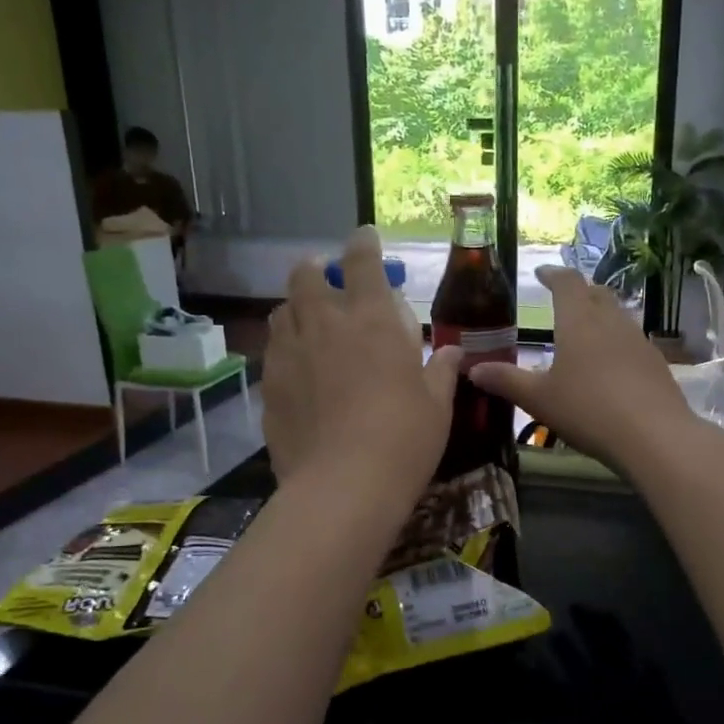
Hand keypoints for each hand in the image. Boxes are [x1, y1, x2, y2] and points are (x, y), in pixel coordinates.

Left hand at [264, 226, 460, 493]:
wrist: (343, 486)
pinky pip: (272, 351)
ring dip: (297, 307)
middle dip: (317, 268)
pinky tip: (298, 369)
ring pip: (282, 310)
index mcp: (372, 319)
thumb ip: (442, 370)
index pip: (362, 261)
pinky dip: (285, 348)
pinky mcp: (268, 384)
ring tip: (310, 323)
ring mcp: (289, 353)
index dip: (363, 243)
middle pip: (306, 274)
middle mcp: (325, 323)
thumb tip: (454, 352)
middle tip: (330, 281)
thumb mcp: (436, 404)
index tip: (365, 237)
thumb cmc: (404, 439)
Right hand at [469, 267, 701, 477]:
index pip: (566, 282)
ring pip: (617, 315)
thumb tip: (472, 369)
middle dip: (579, 291)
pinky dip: (616, 341)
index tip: (541, 273)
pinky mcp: (656, 362)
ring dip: (600, 315)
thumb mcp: (539, 399)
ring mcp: (638, 340)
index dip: (553, 274)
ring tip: (585, 331)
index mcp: (579, 321)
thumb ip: (506, 381)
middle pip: (596, 293)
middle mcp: (611, 321)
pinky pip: (632, 340)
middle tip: (563, 299)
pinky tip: (610, 364)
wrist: (654, 436)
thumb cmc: (588, 410)